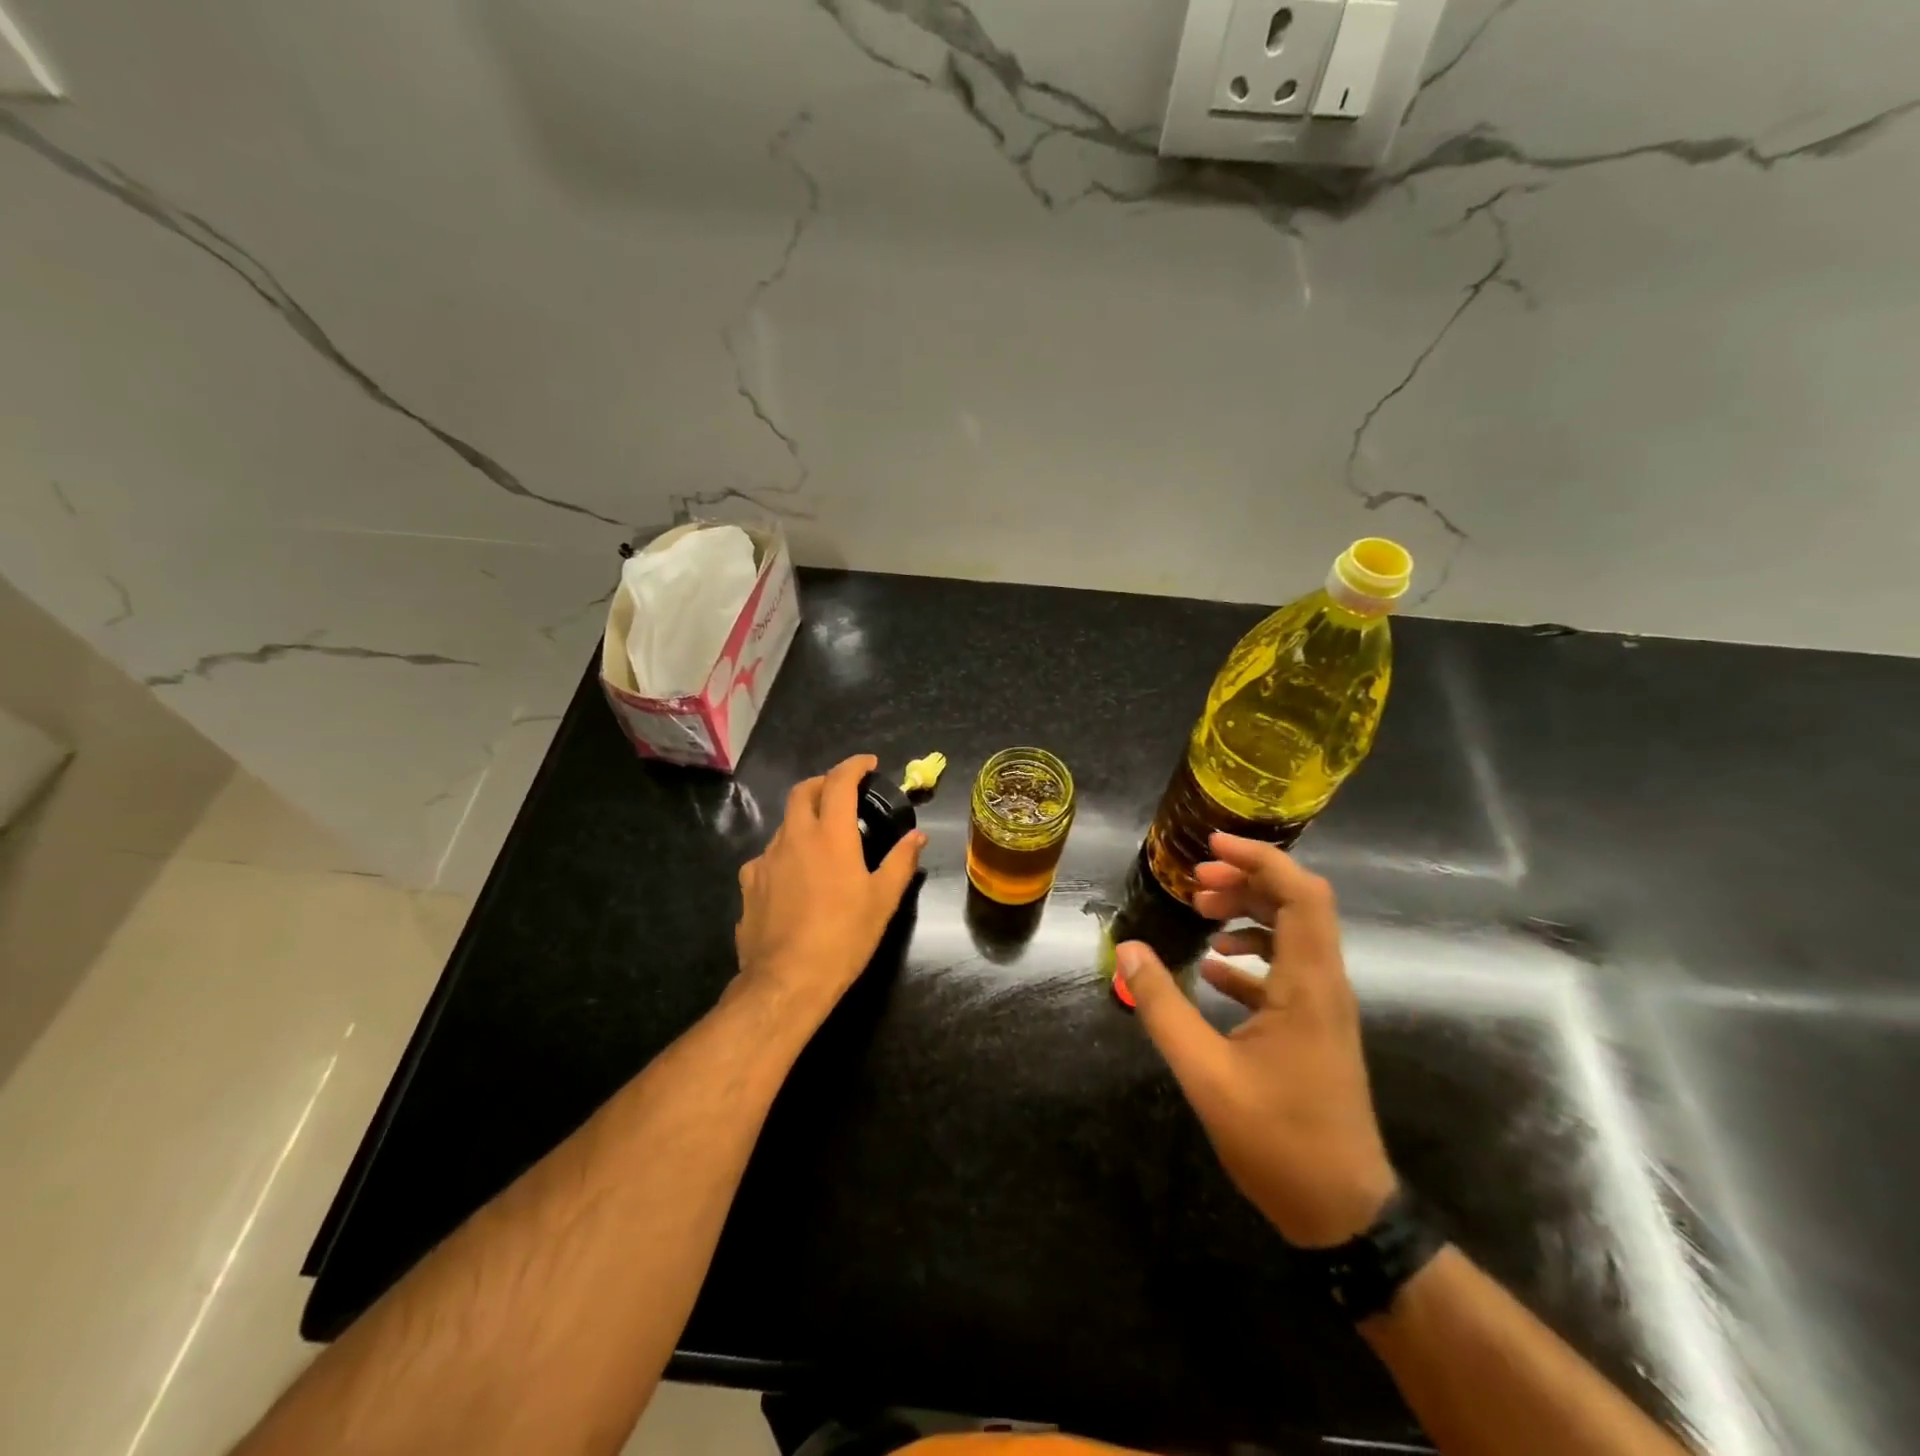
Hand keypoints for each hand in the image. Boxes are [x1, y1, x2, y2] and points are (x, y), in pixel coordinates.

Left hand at [734, 754, 925, 1018]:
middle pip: (802, 792)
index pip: (839, 782)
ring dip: (804, 819)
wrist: (786, 980)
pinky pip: (768, 857)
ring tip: (821, 839)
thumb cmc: (844, 937)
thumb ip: (901, 862)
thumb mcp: (883, 900)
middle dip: (823, 783)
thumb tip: (917, 836)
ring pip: (784, 825)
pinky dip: (785, 854)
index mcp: (830, 835)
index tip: (867, 764)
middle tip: (842, 792)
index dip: (853, 766)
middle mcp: (794, 837)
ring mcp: (765, 860)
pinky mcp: (748, 884)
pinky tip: (794, 877)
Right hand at [1116, 833, 1396, 1247]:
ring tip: (1202, 914)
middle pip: (1299, 905)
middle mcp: (1325, 986)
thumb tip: (1127, 949)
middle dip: (1248, 880)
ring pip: (1294, 935)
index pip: (1301, 895)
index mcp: (1308, 986)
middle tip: (1196, 881)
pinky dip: (1251, 955)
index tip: (1211, 845)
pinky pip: (1286, 970)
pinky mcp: (1315, 1029)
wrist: (1344, 1213)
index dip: (1260, 859)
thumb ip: (1162, 1007)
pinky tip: (1213, 969)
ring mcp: (1323, 1009)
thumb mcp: (1204, 1074)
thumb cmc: (1278, 1141)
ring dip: (1250, 914)